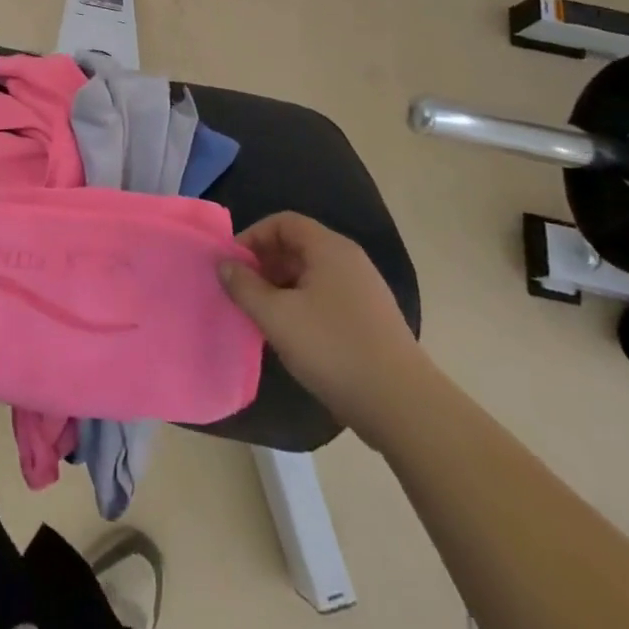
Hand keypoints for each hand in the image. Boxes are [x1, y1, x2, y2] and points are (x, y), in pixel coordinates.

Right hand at [220, 212, 425, 439]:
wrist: (404, 406)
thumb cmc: (333, 348)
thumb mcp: (276, 316)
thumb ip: (244, 286)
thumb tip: (224, 264)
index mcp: (329, 248)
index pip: (283, 222)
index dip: (253, 237)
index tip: (233, 265)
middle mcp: (349, 260)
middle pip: (297, 246)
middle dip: (264, 264)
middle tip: (242, 291)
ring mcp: (364, 291)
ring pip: (311, 274)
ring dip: (281, 287)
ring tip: (262, 316)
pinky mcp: (371, 320)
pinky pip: (326, 298)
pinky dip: (302, 306)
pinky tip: (292, 336)